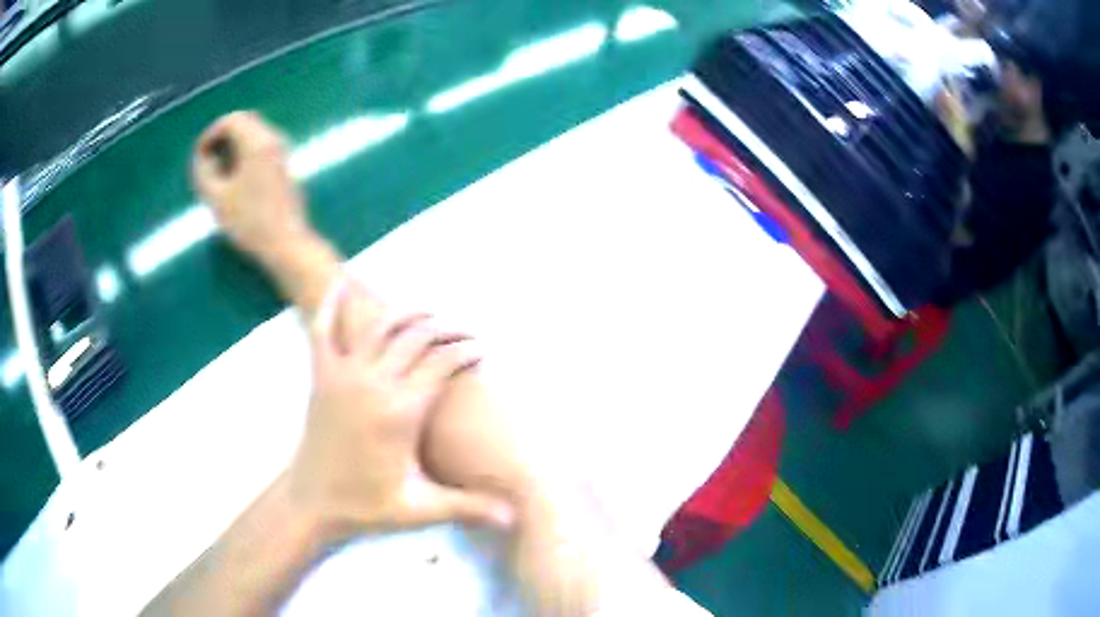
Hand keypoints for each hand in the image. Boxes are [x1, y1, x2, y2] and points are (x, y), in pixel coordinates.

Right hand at [192, 111, 308, 258]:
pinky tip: (236, 181)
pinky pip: (262, 147)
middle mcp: (274, 139)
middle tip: (207, 163)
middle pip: (244, 122)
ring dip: (233, 146)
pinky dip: (245, 154)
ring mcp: (283, 151)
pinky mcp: (286, 165)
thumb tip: (204, 156)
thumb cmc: (248, 223)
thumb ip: (204, 171)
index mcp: (258, 142)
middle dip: (222, 138)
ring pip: (253, 134)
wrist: (286, 244)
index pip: (231, 120)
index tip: (199, 157)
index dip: (210, 134)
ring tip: (219, 174)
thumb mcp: (216, 198)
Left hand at [287, 286, 513, 537]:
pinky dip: (331, 304)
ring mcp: (343, 376)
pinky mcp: (322, 377)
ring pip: (381, 328)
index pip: (442, 363)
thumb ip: (469, 507)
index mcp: (401, 412)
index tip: (481, 352)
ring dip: (408, 314)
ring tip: (429, 315)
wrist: (312, 503)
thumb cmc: (366, 507)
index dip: (466, 352)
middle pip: (417, 337)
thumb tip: (514, 517)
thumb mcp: (421, 510)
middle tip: (464, 333)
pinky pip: (323, 330)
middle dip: (446, 329)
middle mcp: (373, 384)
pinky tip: (341, 284)